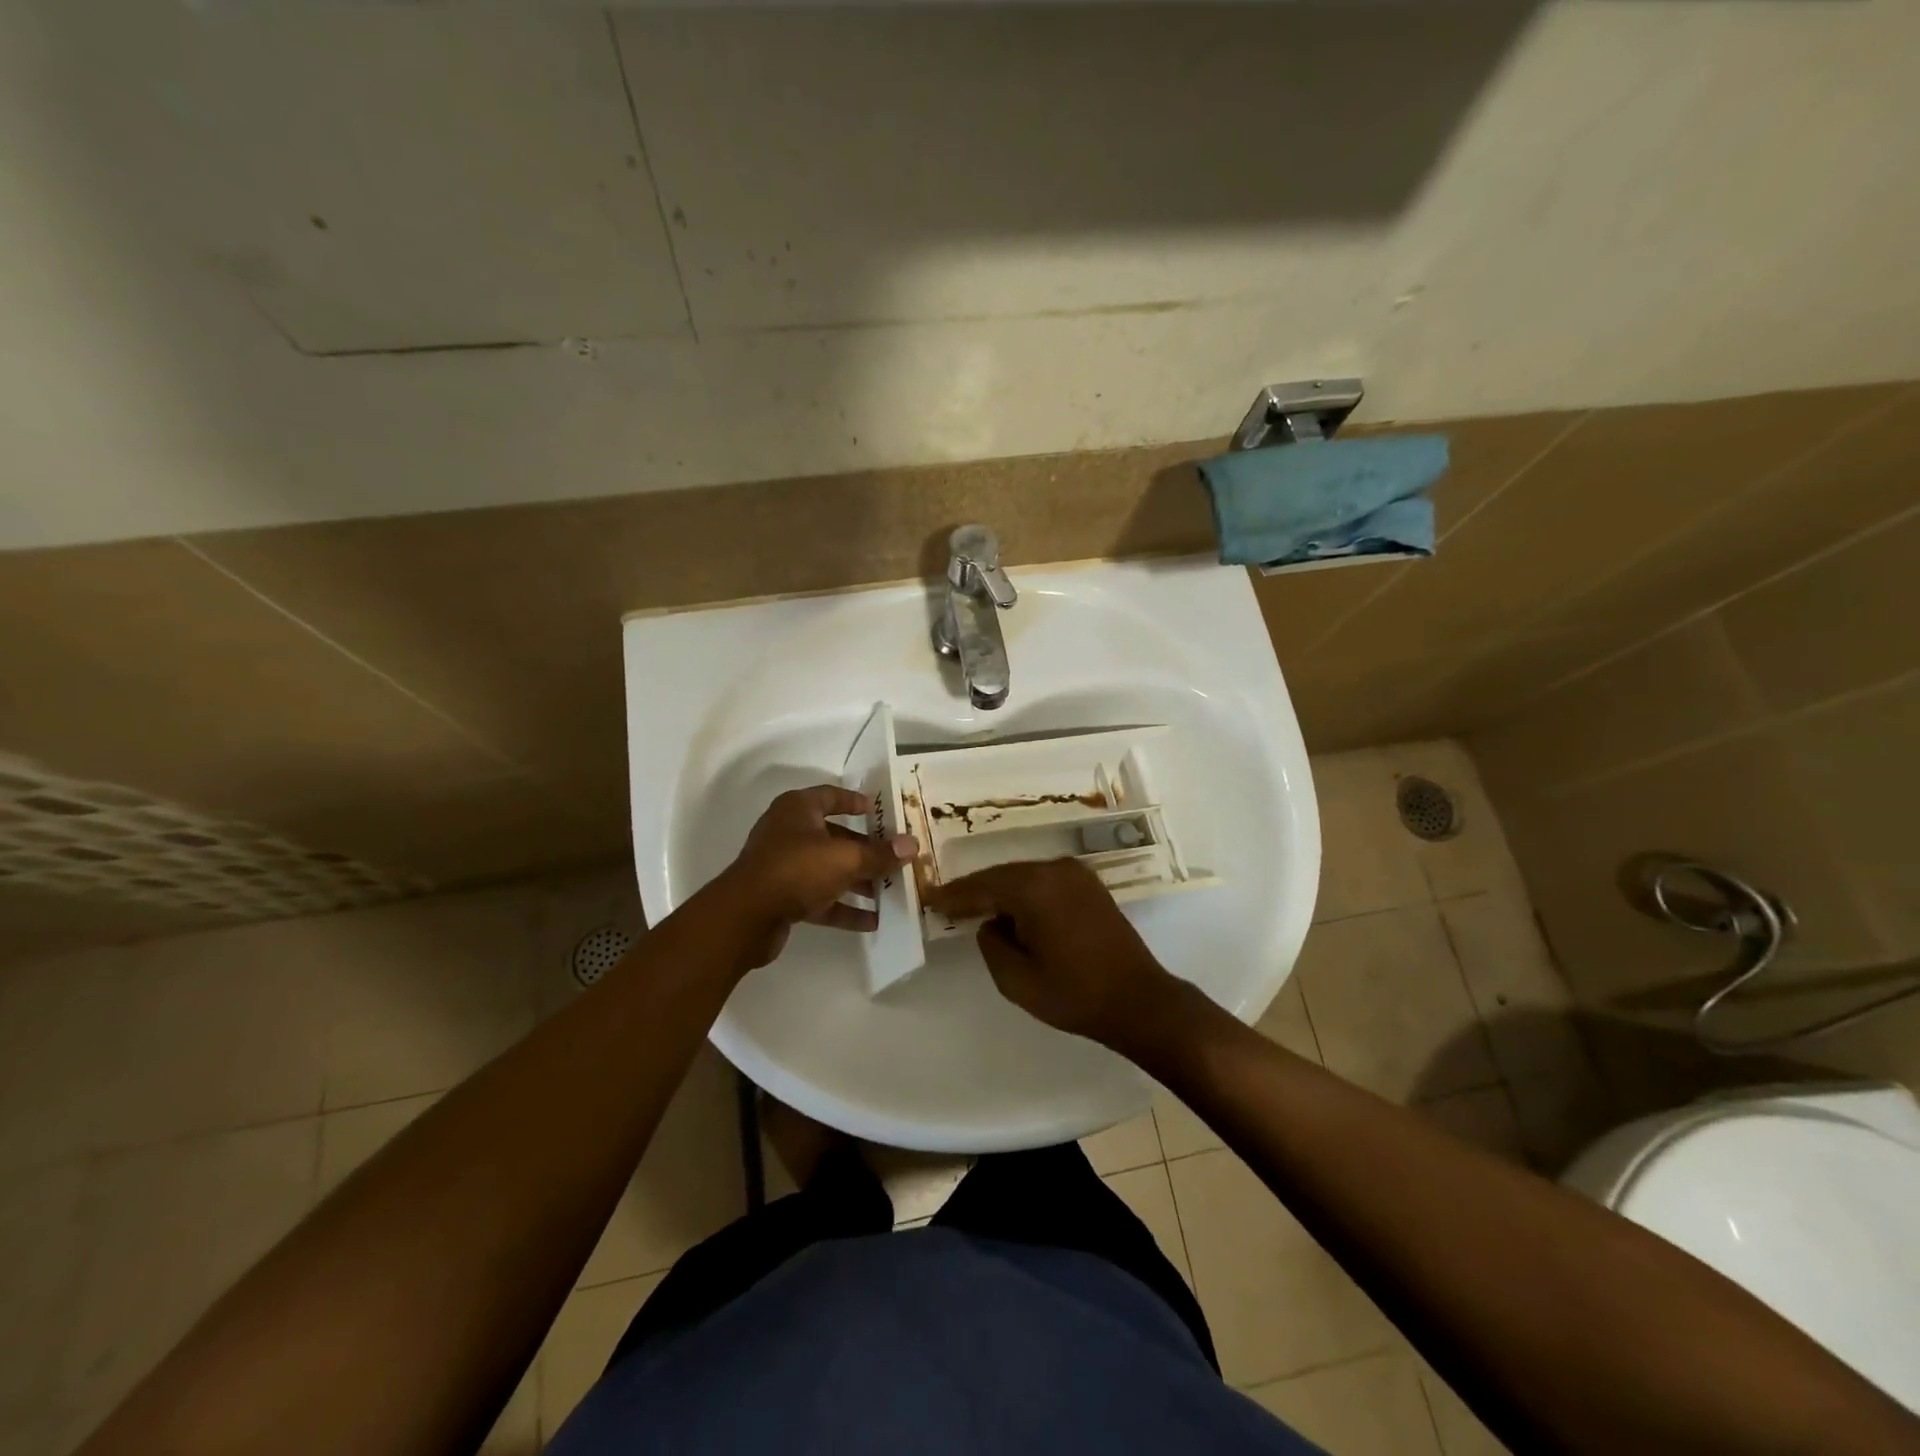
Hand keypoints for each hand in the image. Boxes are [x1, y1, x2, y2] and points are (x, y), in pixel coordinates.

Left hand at [720, 785, 918, 966]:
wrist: (745, 917)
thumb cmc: (797, 869)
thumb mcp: (845, 858)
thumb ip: (879, 854)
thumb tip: (912, 845)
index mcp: (798, 809)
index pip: (830, 796)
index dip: (854, 801)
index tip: (878, 811)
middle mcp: (789, 832)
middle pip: (834, 836)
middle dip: (865, 849)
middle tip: (894, 858)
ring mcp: (783, 866)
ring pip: (828, 869)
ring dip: (857, 881)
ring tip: (890, 892)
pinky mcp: (782, 897)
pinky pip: (820, 898)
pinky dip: (843, 908)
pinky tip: (872, 921)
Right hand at [925, 858, 1182, 1049]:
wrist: (1139, 1000)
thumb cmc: (1074, 993)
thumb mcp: (1016, 979)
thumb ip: (991, 944)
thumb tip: (992, 923)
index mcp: (1033, 888)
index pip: (981, 886)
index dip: (953, 895)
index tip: (929, 898)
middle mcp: (1054, 870)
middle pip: (1002, 875)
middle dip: (976, 890)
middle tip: (947, 903)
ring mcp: (1076, 874)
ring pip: (1024, 877)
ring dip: (1001, 892)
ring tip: (976, 908)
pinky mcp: (1090, 885)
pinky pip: (1045, 882)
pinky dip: (1025, 893)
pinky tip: (1014, 911)